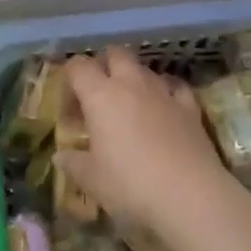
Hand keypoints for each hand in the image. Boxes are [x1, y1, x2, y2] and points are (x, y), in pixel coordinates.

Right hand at [56, 47, 243, 238]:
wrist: (190, 196)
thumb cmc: (131, 185)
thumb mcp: (92, 180)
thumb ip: (73, 164)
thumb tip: (60, 157)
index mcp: (101, 96)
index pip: (78, 66)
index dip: (69, 81)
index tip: (70, 111)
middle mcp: (132, 84)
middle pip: (115, 54)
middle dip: (104, 67)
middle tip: (98, 97)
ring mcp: (164, 92)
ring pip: (145, 69)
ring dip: (133, 80)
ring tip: (130, 108)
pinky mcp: (190, 107)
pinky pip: (175, 86)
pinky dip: (166, 92)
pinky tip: (164, 108)